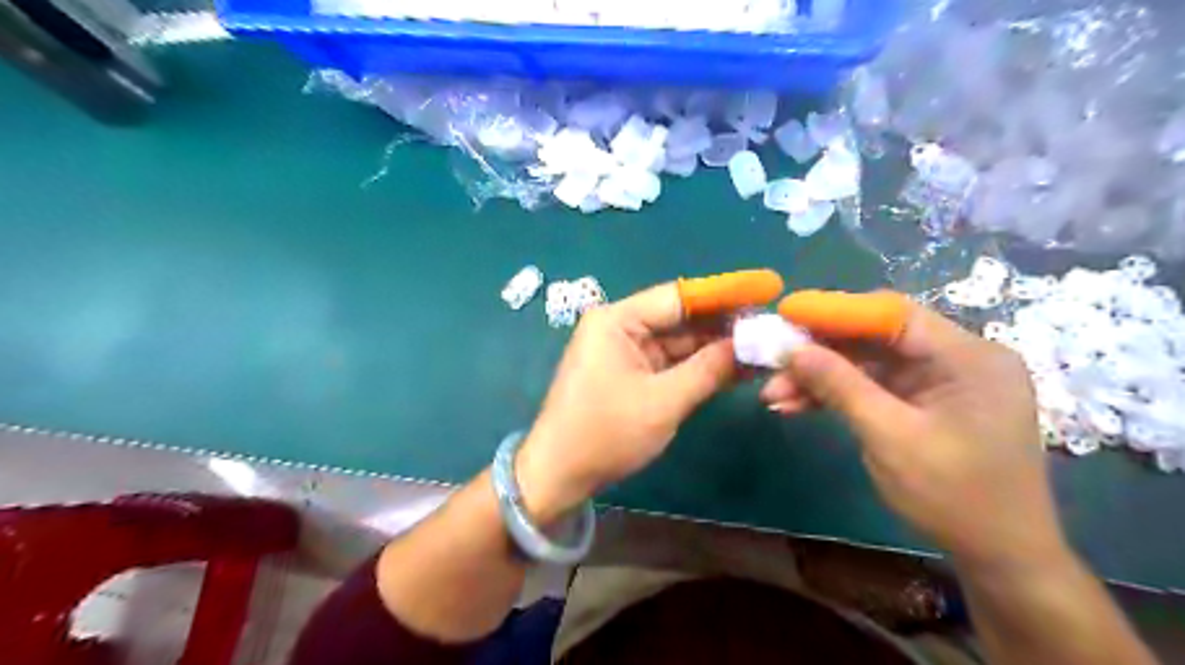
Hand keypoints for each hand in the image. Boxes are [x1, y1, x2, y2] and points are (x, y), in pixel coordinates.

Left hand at [517, 280, 746, 523]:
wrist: (559, 474)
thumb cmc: (605, 434)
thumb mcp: (662, 402)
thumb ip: (708, 370)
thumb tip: (752, 345)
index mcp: (617, 320)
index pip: (680, 297)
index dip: (726, 293)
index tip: (768, 287)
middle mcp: (620, 327)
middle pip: (682, 318)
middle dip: (726, 324)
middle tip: (774, 325)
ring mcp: (625, 351)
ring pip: (680, 342)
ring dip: (717, 347)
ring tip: (766, 346)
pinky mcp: (631, 373)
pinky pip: (672, 362)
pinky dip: (701, 366)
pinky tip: (737, 366)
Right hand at [763, 302, 1069, 570]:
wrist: (998, 557)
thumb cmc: (954, 497)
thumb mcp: (889, 438)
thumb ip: (840, 386)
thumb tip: (793, 349)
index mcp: (967, 357)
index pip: (892, 314)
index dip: (835, 310)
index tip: (786, 313)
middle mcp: (957, 358)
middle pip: (876, 337)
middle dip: (821, 351)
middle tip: (773, 360)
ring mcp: (940, 382)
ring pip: (868, 363)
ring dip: (821, 377)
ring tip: (774, 395)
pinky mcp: (925, 403)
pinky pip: (874, 386)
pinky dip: (837, 395)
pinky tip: (797, 405)